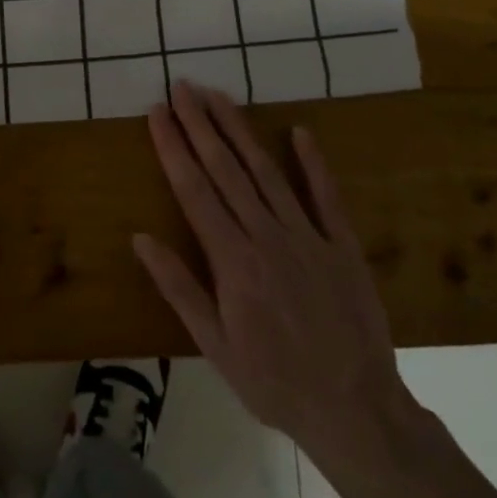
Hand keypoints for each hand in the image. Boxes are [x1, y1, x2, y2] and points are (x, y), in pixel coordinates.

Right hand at [136, 81, 412, 464]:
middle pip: (226, 170)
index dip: (173, 148)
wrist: (356, 409)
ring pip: (267, 172)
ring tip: (219, 96)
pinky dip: (312, 163)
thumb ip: (179, 287)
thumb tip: (140, 238)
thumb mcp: (215, 345)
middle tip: (182, 88)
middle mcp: (267, 236)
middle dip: (200, 125)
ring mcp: (308, 236)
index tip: (158, 114)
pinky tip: (299, 132)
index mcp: (233, 260)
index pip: (194, 190)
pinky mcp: (342, 244)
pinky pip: (326, 196)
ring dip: (240, 131)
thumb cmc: (273, 381)